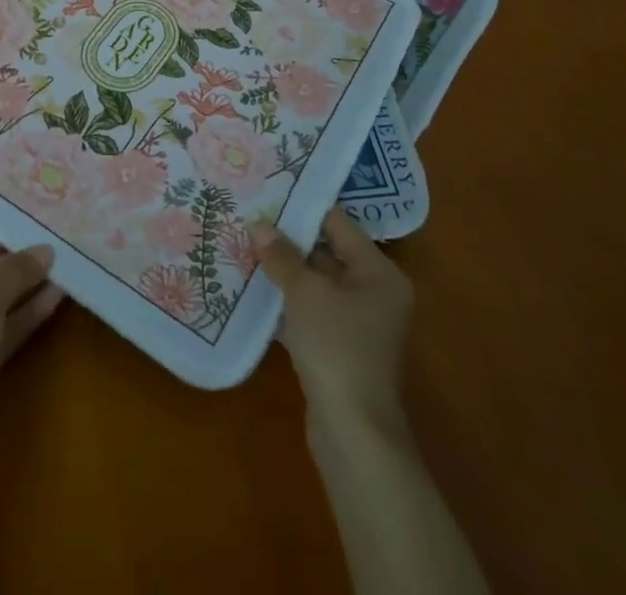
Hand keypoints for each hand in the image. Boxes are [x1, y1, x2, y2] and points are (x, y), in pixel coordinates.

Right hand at [253, 210, 412, 432]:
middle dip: (289, 241)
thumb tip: (258, 224)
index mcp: (379, 272)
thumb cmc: (337, 346)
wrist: (353, 432)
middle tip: (251, 220)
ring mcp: (359, 325)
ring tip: (246, 249)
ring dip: (286, 273)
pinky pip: (313, 313)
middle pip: (328, 254)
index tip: (269, 193)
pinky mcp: (341, 350)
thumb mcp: (305, 292)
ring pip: (317, 285)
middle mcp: (375, 294)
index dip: (303, 208)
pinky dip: (288, 303)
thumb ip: (282, 255)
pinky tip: (255, 292)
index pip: (338, 225)